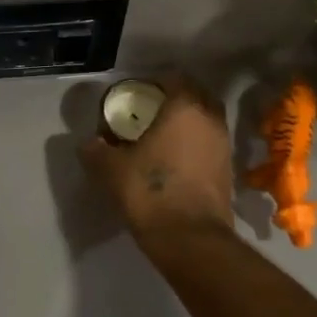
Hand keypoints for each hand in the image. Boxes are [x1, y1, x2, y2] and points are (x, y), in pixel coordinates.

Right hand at [80, 75, 233, 244]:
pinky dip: (196, 143)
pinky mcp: (228, 169)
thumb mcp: (110, 169)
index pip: (174, 77)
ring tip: (162, 135)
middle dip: (175, 98)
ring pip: (207, 120)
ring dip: (188, 122)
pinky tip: (175, 158)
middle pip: (196, 95)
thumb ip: (96, 150)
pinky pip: (210, 143)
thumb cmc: (150, 192)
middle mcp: (210, 119)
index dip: (153, 82)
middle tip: (150, 111)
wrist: (189, 239)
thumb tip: (88, 143)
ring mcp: (224, 145)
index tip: (135, 94)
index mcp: (184, 108)